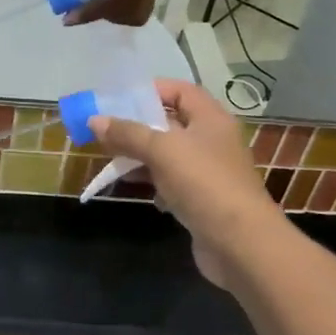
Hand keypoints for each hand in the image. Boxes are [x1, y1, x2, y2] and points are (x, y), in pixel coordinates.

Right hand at [89, 81, 282, 291]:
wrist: (240, 244)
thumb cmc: (203, 183)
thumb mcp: (161, 150)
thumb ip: (127, 133)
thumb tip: (95, 120)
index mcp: (210, 119)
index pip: (181, 91)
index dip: (152, 90)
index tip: (120, 99)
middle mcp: (212, 141)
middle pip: (171, 123)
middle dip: (138, 126)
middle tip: (106, 130)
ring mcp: (209, 172)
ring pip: (168, 155)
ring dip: (142, 156)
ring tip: (113, 160)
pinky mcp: (203, 200)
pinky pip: (173, 183)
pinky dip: (155, 184)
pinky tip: (140, 191)